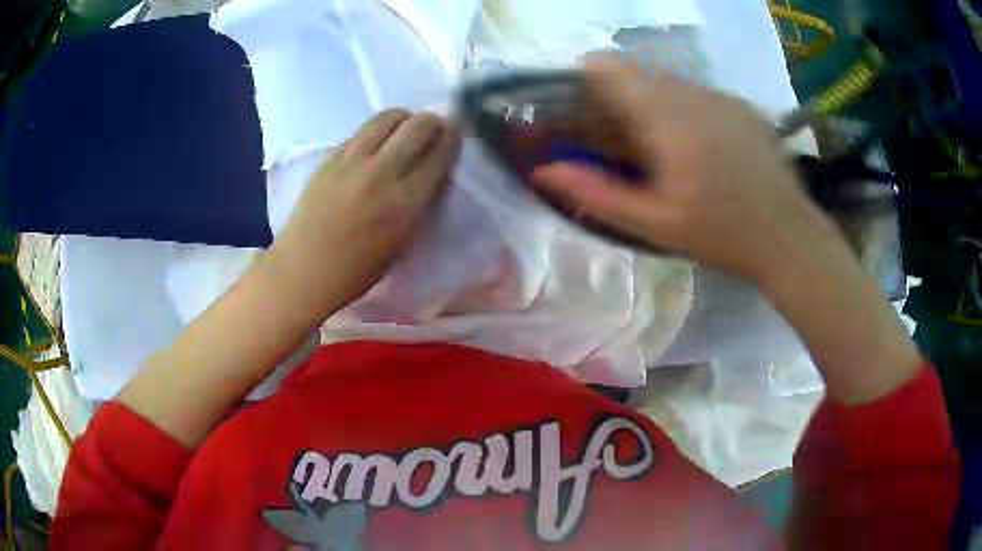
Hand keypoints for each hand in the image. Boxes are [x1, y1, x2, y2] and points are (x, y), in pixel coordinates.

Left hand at [267, 109, 461, 319]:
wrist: (303, 270)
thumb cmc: (357, 270)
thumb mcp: (402, 242)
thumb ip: (419, 203)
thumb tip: (429, 171)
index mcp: (404, 202)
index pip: (438, 155)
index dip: (452, 137)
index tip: (457, 130)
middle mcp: (380, 173)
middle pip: (416, 126)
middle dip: (431, 121)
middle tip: (434, 126)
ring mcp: (351, 161)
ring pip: (385, 118)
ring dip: (403, 118)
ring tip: (404, 128)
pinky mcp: (329, 158)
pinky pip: (359, 132)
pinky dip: (375, 131)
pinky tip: (374, 144)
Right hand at [533, 55, 924, 404]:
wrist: (789, 237)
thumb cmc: (722, 235)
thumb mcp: (655, 224)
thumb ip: (596, 194)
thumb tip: (543, 171)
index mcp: (667, 117)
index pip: (610, 68)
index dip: (585, 80)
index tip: (581, 108)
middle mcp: (693, 93)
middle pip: (637, 72)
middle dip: (617, 96)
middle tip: (619, 138)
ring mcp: (722, 96)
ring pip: (668, 80)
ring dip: (651, 102)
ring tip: (660, 146)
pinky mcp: (741, 105)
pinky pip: (697, 92)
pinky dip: (682, 108)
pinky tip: (698, 147)